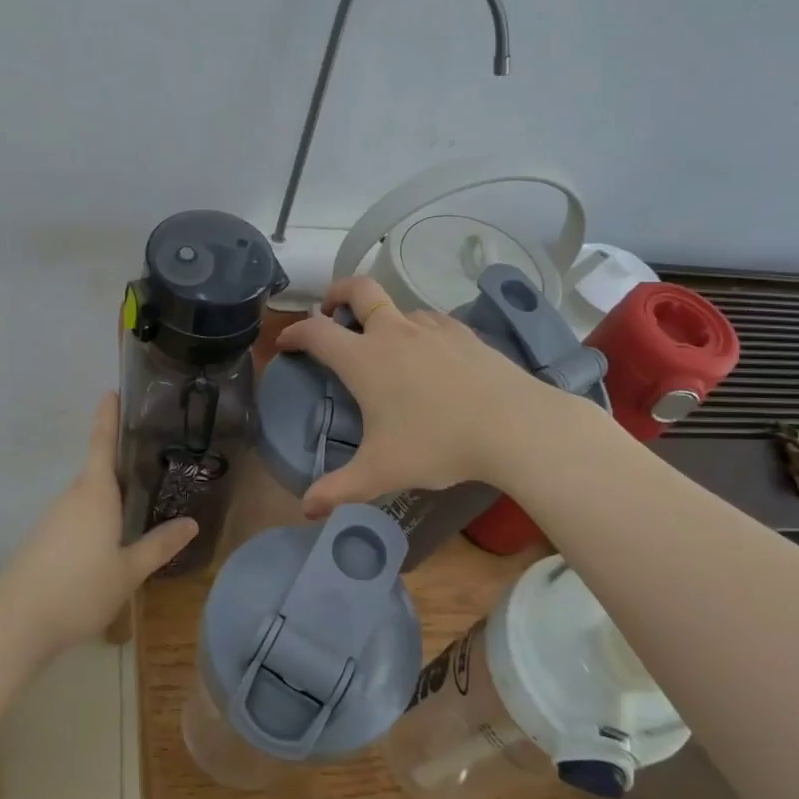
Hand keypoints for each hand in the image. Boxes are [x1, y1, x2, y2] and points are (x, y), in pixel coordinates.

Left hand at [0, 393, 196, 658]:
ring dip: (107, 502)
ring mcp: (51, 519)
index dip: (107, 417)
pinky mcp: (40, 540)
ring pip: (86, 500)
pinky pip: (73, 520)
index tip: (111, 391)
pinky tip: (104, 548)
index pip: (102, 444)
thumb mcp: (128, 571)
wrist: (16, 624)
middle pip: (97, 473)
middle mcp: (71, 498)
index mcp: (95, 494)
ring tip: (136, 513)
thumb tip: (192, 523)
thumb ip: (159, 545)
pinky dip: (91, 523)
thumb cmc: (79, 590)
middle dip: (120, 469)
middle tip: (152, 468)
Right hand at [273, 275, 592, 517]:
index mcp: (364, 359)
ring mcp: (432, 328)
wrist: (513, 425)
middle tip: (328, 309)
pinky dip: (417, 330)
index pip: (316, 332)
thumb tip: (306, 509)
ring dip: (381, 316)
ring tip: (383, 344)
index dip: (294, 333)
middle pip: (358, 289)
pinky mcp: (464, 334)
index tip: (285, 342)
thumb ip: (339, 489)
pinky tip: (428, 355)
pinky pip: (430, 321)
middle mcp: (394, 333)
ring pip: (398, 306)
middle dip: (336, 292)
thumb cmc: (437, 444)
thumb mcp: (381, 472)